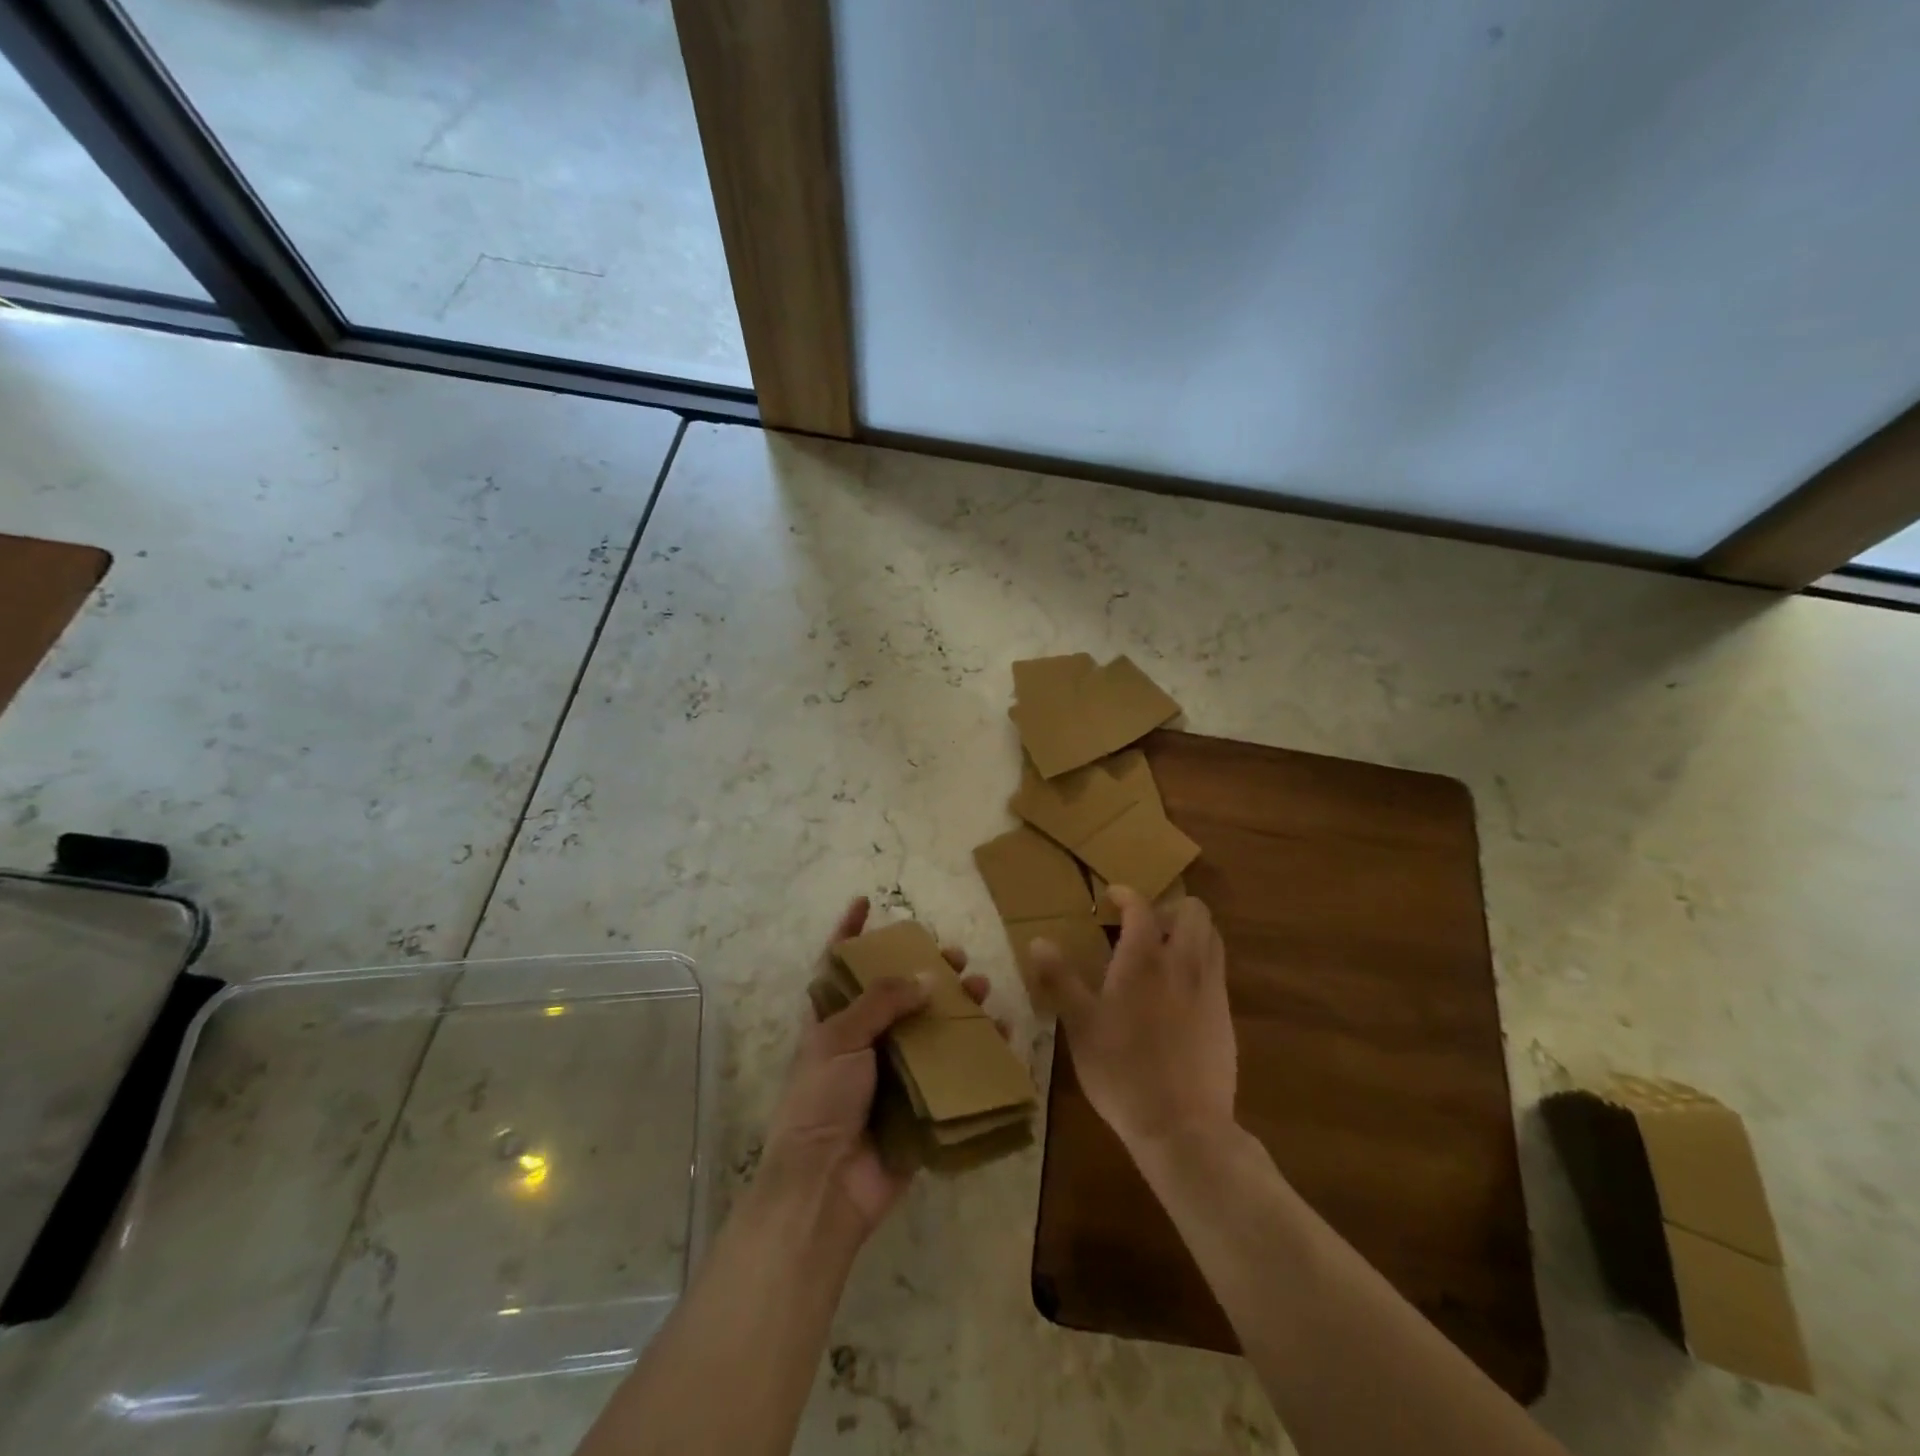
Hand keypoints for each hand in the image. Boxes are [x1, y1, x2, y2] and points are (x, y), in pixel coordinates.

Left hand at [758, 896, 993, 1242]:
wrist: (825, 1188)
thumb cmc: (820, 1102)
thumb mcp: (839, 1038)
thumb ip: (881, 1001)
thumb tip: (924, 978)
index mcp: (831, 1022)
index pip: (838, 966)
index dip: (848, 932)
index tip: (865, 902)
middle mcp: (863, 1042)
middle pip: (897, 994)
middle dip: (925, 970)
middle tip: (954, 956)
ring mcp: (893, 1074)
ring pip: (931, 1029)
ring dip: (957, 1007)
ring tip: (983, 990)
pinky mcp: (920, 1105)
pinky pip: (953, 1071)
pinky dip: (979, 1052)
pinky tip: (1002, 1034)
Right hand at [1031, 887, 1236, 1153]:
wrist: (1183, 1126)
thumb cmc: (1122, 1071)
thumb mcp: (1079, 1026)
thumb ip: (1060, 979)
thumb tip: (1039, 941)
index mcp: (1144, 959)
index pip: (1141, 907)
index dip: (1126, 895)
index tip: (1111, 897)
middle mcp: (1183, 963)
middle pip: (1193, 912)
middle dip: (1170, 908)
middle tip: (1144, 926)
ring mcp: (1211, 989)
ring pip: (1212, 938)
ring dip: (1190, 932)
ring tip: (1164, 952)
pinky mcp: (1226, 1016)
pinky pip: (1217, 970)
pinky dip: (1200, 962)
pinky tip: (1177, 993)